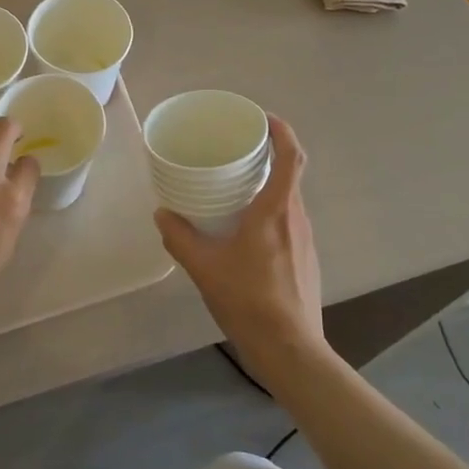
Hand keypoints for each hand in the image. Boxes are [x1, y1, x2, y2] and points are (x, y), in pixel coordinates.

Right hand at [155, 116, 324, 384]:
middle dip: (269, 156)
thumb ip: (180, 237)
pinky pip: (290, 221)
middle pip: (291, 174)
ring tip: (239, 188)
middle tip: (238, 151)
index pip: (291, 156)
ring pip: (290, 199)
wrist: (291, 350)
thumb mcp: (205, 268)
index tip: (264, 118)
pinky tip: (248, 231)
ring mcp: (306, 240)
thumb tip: (162, 213)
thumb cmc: (249, 300)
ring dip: (270, 185)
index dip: (282, 131)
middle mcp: (297, 218)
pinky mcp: (306, 260)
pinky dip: (272, 211)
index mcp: (277, 210)